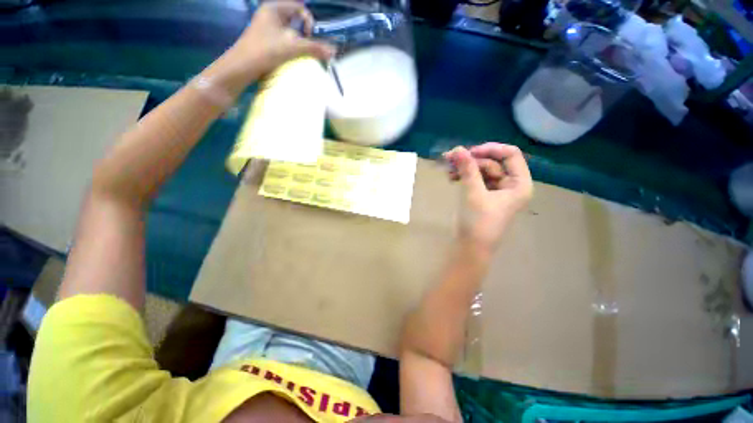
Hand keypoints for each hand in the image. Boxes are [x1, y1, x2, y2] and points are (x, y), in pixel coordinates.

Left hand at [204, 1, 335, 94]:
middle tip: (306, 49)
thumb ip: (314, 48)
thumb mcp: (292, 47)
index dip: (308, 22)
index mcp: (273, 8)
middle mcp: (269, 15)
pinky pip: (283, 41)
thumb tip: (333, 51)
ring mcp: (266, 29)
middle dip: (304, 35)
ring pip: (289, 33)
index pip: (299, 8)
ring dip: (298, 44)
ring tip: (299, 55)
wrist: (242, 67)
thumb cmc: (265, 51)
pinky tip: (290, 59)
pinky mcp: (265, 41)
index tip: (308, 38)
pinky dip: (290, 49)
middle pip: (295, 21)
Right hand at [444, 143, 532, 251]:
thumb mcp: (473, 193)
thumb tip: (457, 149)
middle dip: (471, 160)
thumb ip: (467, 169)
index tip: (469, 152)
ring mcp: (496, 191)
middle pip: (492, 162)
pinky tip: (451, 177)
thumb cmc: (478, 222)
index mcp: (519, 184)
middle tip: (450, 158)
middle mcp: (510, 185)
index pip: (510, 155)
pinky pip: (475, 180)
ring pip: (481, 171)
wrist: (470, 248)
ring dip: (465, 168)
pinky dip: (464, 176)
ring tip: (447, 169)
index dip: (490, 149)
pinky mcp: (483, 196)